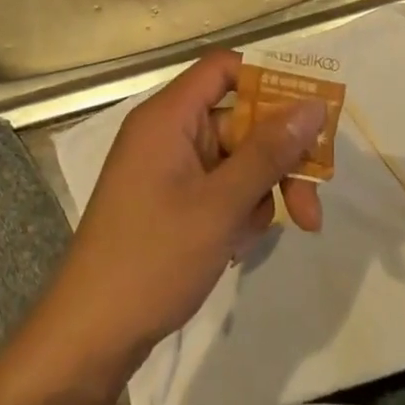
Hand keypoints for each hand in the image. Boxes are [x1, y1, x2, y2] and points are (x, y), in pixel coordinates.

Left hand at [38, 50, 324, 380]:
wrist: (91, 335)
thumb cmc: (153, 258)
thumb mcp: (221, 204)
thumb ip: (270, 151)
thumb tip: (313, 104)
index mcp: (169, 116)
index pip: (224, 68)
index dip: (268, 83)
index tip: (309, 118)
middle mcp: (167, 133)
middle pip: (240, 122)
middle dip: (278, 163)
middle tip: (311, 211)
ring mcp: (167, 168)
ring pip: (235, 160)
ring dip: (257, 196)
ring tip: (247, 240)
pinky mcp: (169, 201)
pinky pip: (218, 188)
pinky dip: (235, 213)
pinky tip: (232, 249)